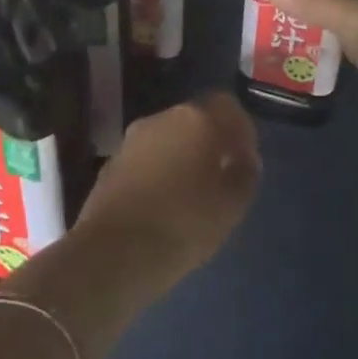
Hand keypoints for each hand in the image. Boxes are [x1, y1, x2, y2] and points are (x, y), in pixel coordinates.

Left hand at [74, 92, 261, 286]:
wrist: (114, 252)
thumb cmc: (184, 223)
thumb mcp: (232, 204)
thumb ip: (245, 174)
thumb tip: (243, 159)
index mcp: (197, 120)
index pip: (228, 106)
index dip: (241, 130)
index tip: (247, 159)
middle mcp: (162, 119)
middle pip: (195, 120)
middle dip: (209, 143)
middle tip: (221, 177)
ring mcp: (131, 140)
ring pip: (167, 140)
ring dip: (181, 158)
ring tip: (191, 194)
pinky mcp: (110, 165)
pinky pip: (145, 160)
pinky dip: (158, 173)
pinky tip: (162, 205)